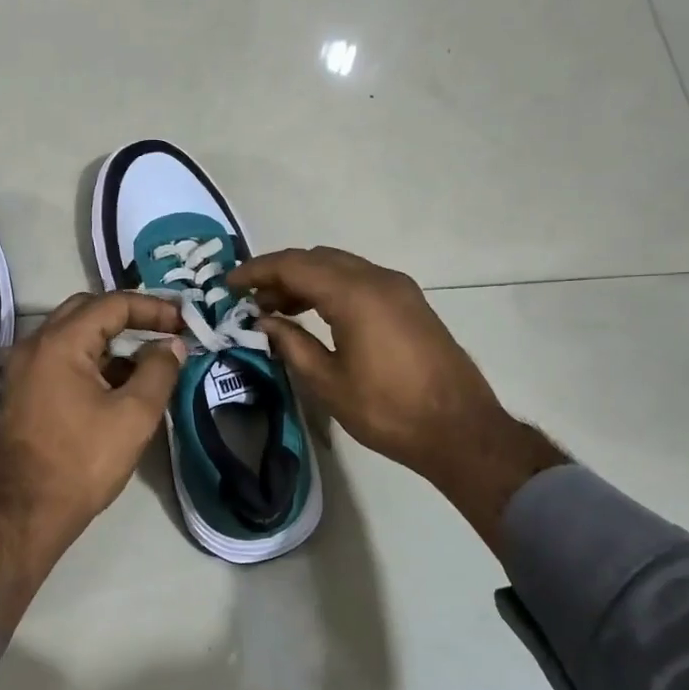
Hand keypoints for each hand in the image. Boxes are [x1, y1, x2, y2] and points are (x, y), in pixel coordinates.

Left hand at [0, 292, 184, 635]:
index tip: (184, 321)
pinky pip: (61, 357)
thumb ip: (159, 370)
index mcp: (59, 343)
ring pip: (73, 333)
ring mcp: (23, 368)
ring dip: (111, 338)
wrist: (30, 513)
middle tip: (165, 329)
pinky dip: (92, 358)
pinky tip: (119, 381)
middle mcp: (34, 344)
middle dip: (129, 315)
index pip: (112, 304)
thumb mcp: (135, 415)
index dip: (153, 308)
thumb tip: (171, 345)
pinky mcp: (22, 390)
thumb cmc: (84, 461)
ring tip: (149, 356)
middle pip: (87, 310)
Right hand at [229, 247, 565, 543]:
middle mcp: (378, 279)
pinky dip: (331, 288)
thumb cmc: (387, 411)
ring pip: (340, 266)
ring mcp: (399, 288)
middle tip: (251, 300)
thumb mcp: (328, 382)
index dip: (256, 271)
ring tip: (277, 309)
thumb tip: (263, 321)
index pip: (294, 265)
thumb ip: (291, 344)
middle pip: (317, 259)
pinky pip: (360, 280)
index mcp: (355, 295)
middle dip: (279, 273)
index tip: (228, 283)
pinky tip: (315, 315)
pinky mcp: (410, 303)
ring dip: (305, 280)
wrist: (459, 430)